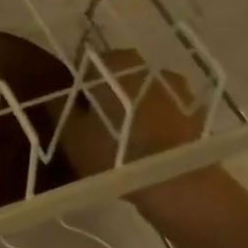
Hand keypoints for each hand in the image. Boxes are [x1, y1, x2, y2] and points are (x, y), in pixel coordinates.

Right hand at [57, 49, 234, 223]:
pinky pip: (163, 109)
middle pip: (115, 76)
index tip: (70, 112)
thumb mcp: (72, 137)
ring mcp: (175, 86)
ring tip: (122, 138)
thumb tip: (53, 95)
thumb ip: (58, 109)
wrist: (175, 183)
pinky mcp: (194, 109)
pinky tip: (147, 145)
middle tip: (93, 126)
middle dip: (104, 95)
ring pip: (141, 91)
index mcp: (112, 64)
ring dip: (131, 107)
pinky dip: (153, 120)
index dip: (74, 88)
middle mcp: (146, 65)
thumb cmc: (114, 155)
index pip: (83, 65)